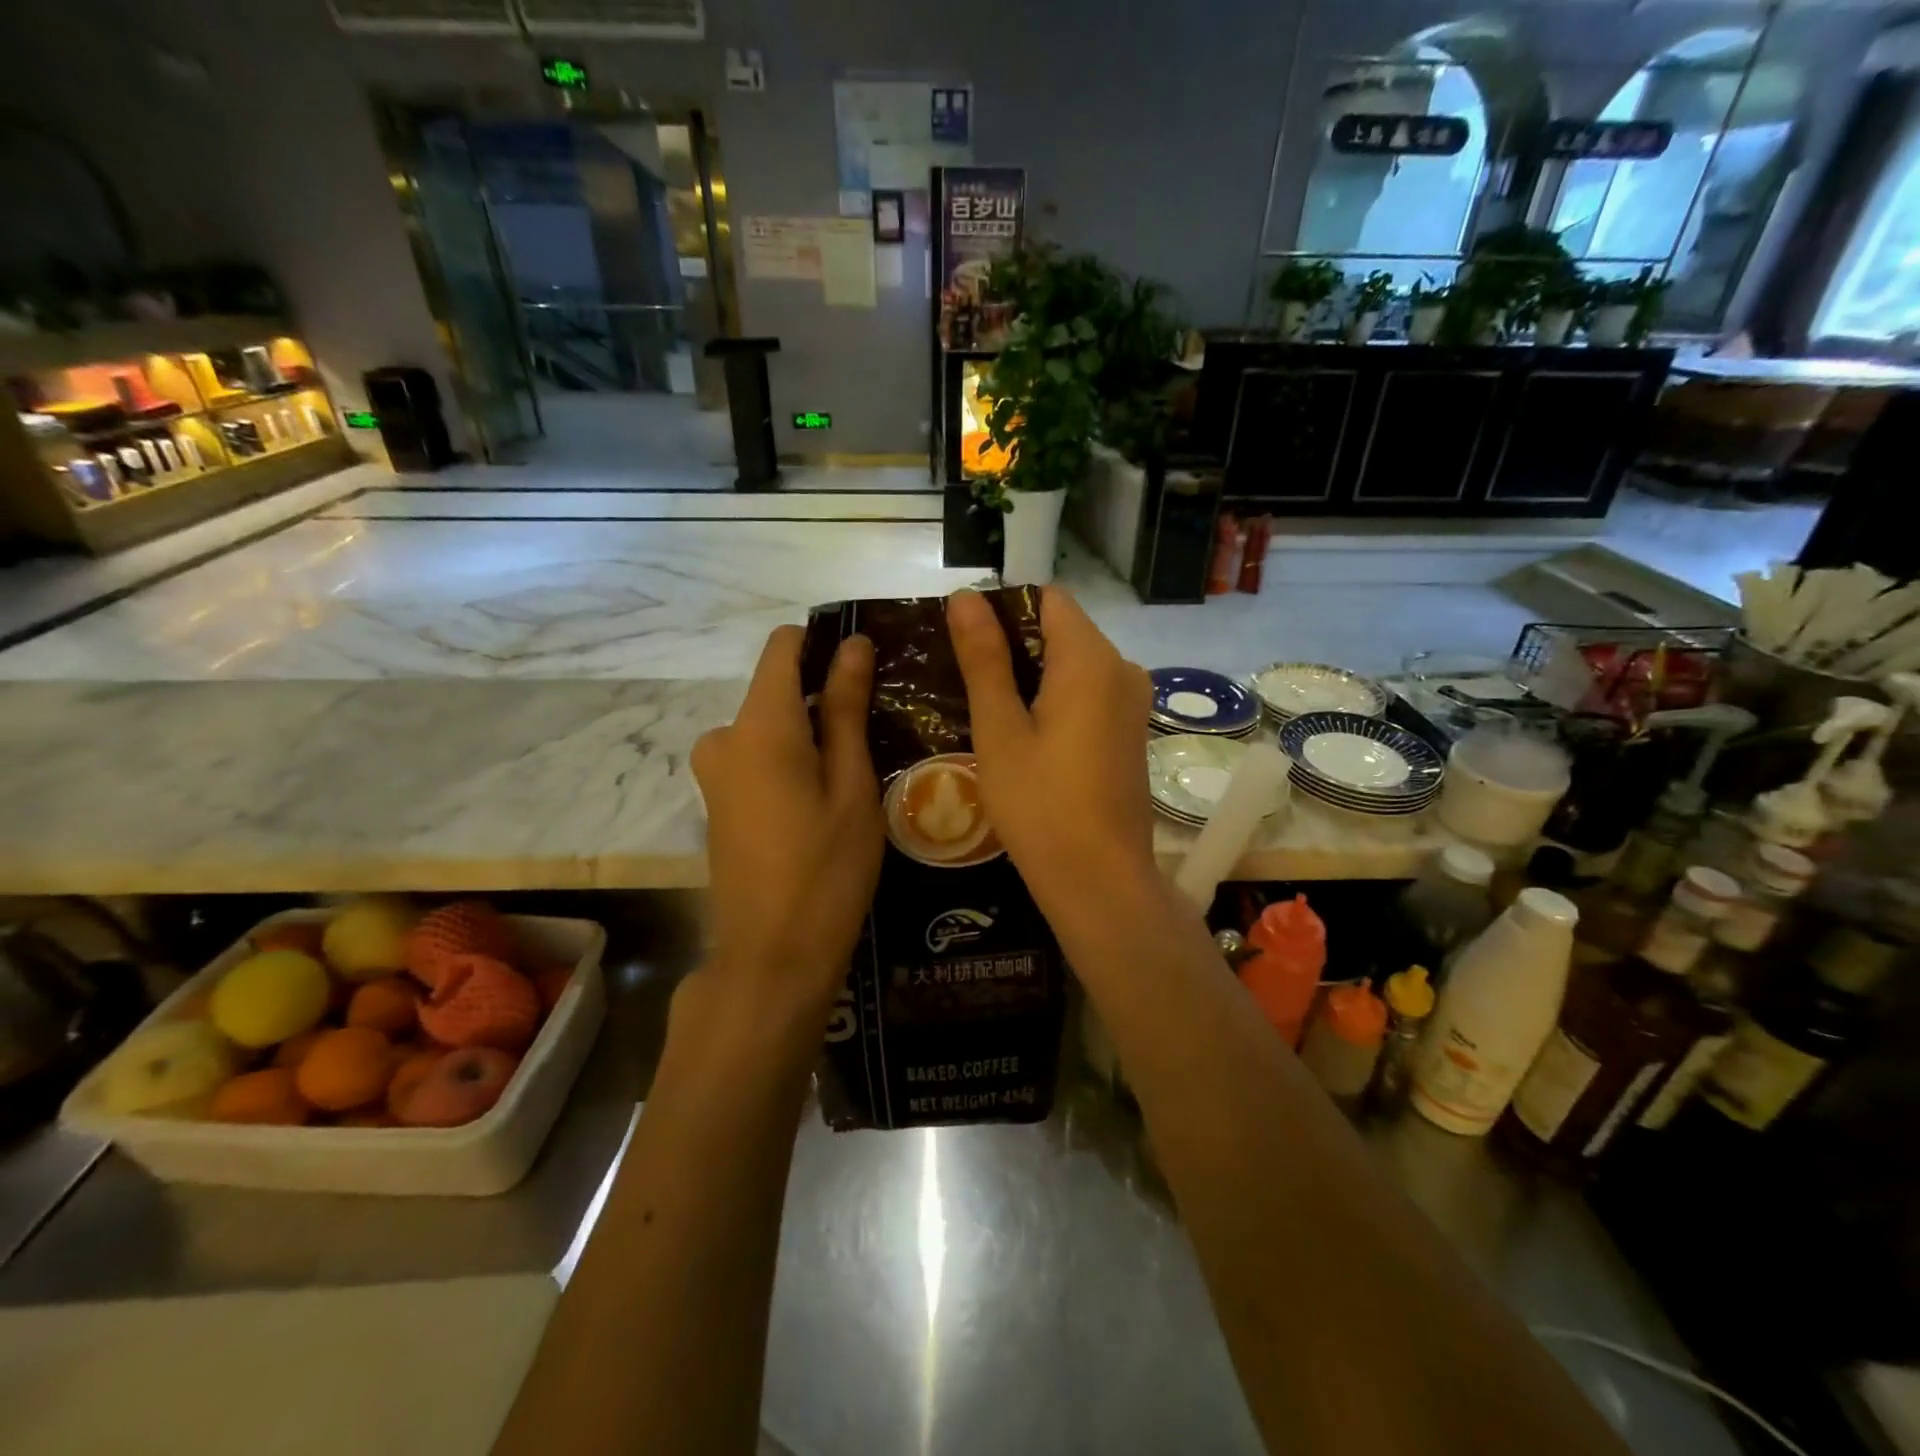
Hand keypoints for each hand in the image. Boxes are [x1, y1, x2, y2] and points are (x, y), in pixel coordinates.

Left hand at [692, 626, 883, 1019]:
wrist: (772, 957)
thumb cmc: (827, 870)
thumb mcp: (851, 786)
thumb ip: (847, 709)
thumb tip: (855, 646)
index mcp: (760, 725)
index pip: (783, 646)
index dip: (824, 644)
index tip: (866, 670)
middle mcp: (724, 736)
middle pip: (778, 688)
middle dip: (824, 699)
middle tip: (876, 737)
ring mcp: (713, 771)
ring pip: (771, 725)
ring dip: (811, 735)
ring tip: (857, 775)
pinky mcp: (716, 799)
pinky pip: (757, 756)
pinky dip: (791, 761)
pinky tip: (823, 802)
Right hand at [947, 587, 1158, 927]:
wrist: (1100, 881)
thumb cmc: (1040, 806)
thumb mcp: (1000, 730)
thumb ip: (985, 658)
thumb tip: (966, 596)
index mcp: (1090, 659)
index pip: (1047, 598)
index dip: (1003, 610)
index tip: (966, 646)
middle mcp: (1122, 668)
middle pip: (1061, 628)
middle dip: (1014, 645)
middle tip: (967, 683)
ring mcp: (1133, 701)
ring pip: (1074, 663)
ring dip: (1032, 675)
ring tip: (989, 711)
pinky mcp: (1132, 730)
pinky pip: (1090, 692)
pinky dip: (1056, 699)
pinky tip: (1026, 735)